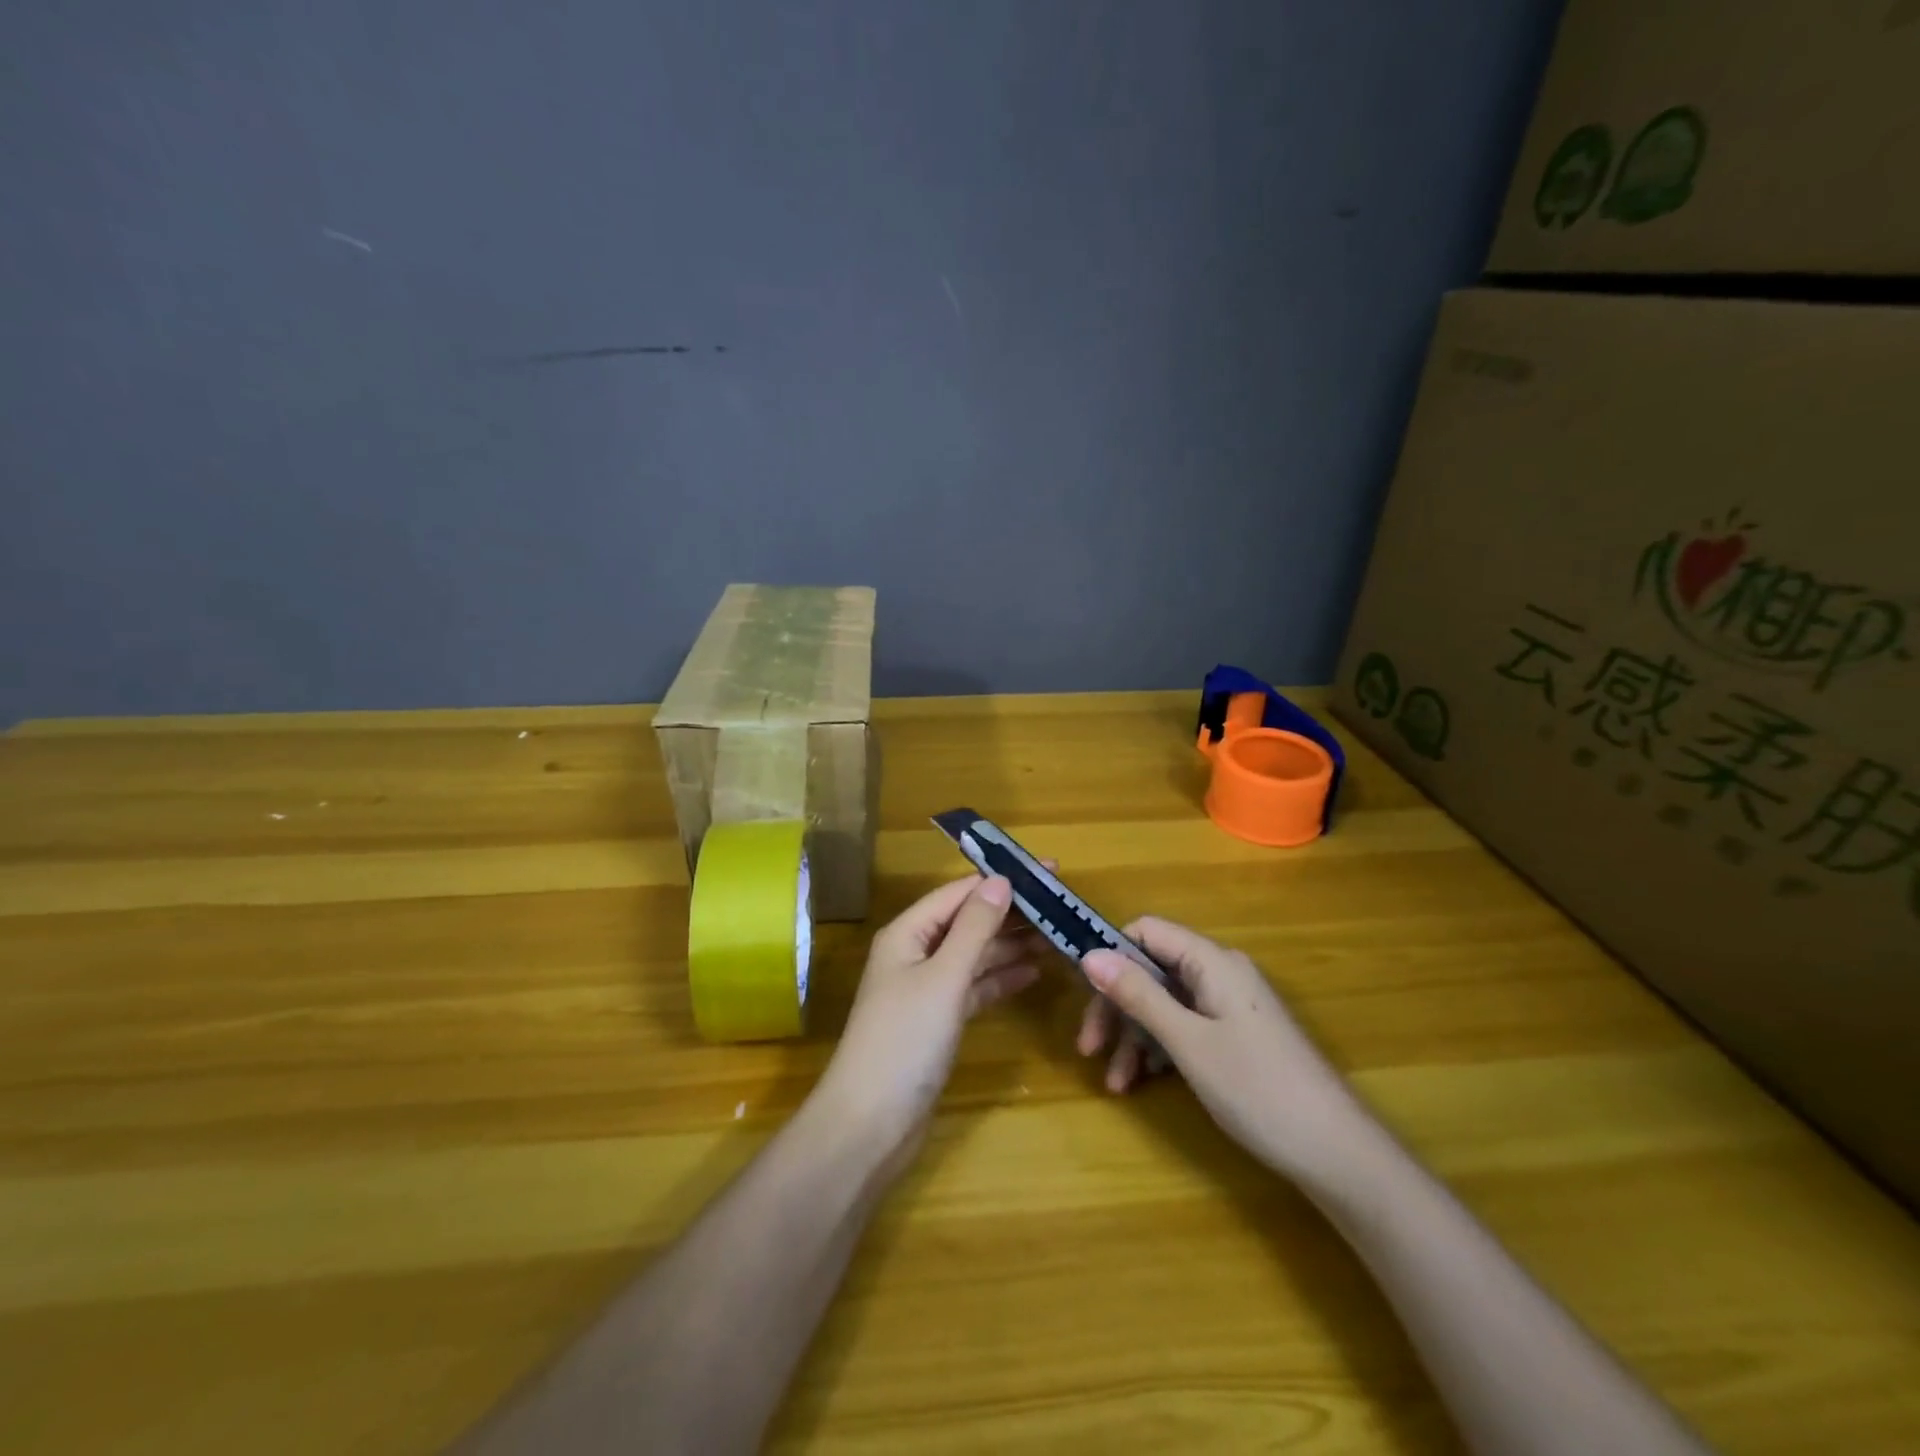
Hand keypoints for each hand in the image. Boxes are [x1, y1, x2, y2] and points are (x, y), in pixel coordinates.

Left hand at [816, 875, 1044, 1165]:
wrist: (871, 1124)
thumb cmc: (905, 1040)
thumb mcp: (943, 977)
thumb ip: (974, 928)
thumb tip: (1001, 880)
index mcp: (908, 933)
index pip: (959, 893)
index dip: (1002, 880)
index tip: (1048, 872)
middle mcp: (916, 953)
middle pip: (969, 922)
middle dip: (1012, 914)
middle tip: (1062, 907)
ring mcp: (927, 988)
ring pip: (975, 955)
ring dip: (1012, 946)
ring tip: (1057, 937)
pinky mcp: (938, 1020)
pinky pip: (975, 987)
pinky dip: (1001, 979)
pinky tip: (1034, 974)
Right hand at [1079, 917, 1361, 1175]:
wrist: (1337, 1154)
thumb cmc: (1257, 1089)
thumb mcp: (1187, 1042)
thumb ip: (1138, 995)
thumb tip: (1089, 954)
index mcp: (1212, 962)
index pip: (1147, 931)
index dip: (1111, 954)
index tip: (1084, 992)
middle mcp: (1220, 973)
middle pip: (1152, 970)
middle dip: (1117, 1006)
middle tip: (1089, 1048)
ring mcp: (1229, 1006)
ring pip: (1165, 1003)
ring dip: (1134, 1036)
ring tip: (1115, 1082)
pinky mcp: (1236, 1036)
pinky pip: (1185, 1026)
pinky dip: (1160, 1049)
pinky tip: (1143, 1081)